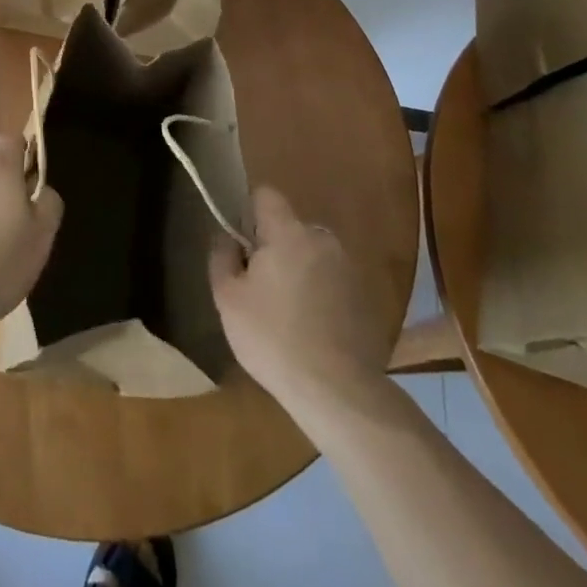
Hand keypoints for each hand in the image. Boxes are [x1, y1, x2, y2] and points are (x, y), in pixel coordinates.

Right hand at [210, 186, 397, 420]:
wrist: (338, 391)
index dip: (248, 212)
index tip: (241, 246)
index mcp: (288, 232)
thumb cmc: (274, 338)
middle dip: (273, 248)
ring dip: (297, 271)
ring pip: (311, 255)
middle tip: (259, 288)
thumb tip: (227, 238)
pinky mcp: (364, 296)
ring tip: (286, 314)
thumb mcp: (228, 299)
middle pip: (289, 227)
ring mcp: (347, 267)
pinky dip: (319, 294)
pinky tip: (311, 329)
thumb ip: (222, 257)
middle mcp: (322, 239)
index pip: (265, 195)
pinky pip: (331, 280)